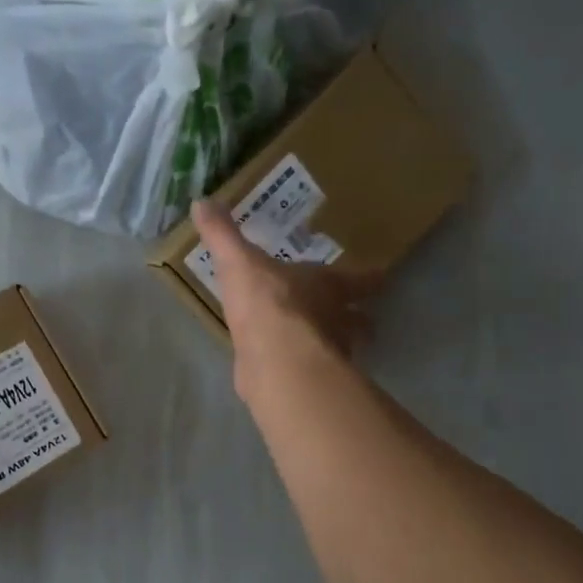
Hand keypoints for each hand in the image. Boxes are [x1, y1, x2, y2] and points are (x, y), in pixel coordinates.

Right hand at [191, 199, 385, 394]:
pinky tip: (292, 368)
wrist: (273, 357)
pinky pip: (310, 372)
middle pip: (359, 320)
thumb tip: (201, 201)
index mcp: (329, 286)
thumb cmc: (267, 301)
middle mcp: (336, 320)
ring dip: (337, 347)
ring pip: (342, 350)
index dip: (370, 278)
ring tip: (325, 346)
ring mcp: (326, 355)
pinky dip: (305, 369)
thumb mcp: (238, 261)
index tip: (381, 278)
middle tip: (358, 318)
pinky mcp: (307, 381)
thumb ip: (222, 235)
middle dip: (359, 318)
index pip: (361, 279)